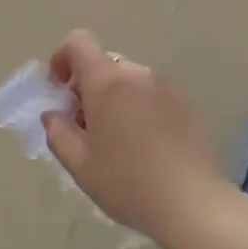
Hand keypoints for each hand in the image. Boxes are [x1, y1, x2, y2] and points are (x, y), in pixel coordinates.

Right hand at [41, 29, 228, 241]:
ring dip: (112, 99)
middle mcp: (138, 75)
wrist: (193, 205)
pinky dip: (137, 109)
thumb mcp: (78, 163)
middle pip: (104, 63)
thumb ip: (57, 131)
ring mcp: (166, 89)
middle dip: (87, 86)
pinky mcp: (186, 107)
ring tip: (114, 140)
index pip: (78, 42)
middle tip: (84, 126)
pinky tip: (142, 147)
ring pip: (128, 80)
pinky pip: (150, 95)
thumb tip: (54, 114)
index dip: (62, 59)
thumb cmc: (127, 182)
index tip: (60, 91)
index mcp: (107, 82)